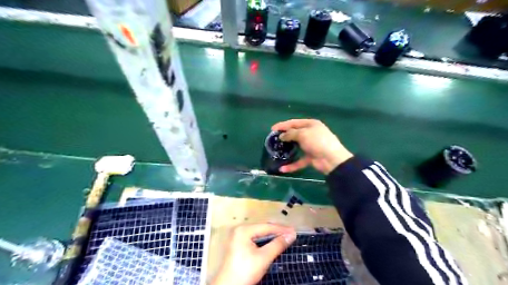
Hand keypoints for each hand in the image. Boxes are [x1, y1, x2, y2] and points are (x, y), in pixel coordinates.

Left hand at [211, 224, 297, 283]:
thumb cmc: (245, 271)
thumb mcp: (263, 257)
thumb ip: (278, 244)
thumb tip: (291, 234)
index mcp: (244, 230)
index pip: (266, 226)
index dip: (281, 229)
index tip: (294, 231)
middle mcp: (240, 230)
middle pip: (262, 228)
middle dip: (277, 231)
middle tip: (291, 234)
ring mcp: (238, 237)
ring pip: (259, 233)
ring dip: (272, 236)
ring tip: (284, 237)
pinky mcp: (238, 244)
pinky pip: (255, 238)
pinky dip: (265, 240)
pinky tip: (272, 242)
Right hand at [270, 118, 354, 173]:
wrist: (332, 159)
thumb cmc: (317, 141)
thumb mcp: (303, 134)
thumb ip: (290, 134)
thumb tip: (281, 136)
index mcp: (311, 124)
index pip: (294, 122)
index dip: (283, 125)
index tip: (272, 129)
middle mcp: (311, 133)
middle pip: (295, 133)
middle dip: (284, 136)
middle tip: (273, 139)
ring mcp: (311, 146)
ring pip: (296, 147)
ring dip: (287, 149)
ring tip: (276, 150)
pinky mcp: (311, 157)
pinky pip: (299, 160)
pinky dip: (292, 165)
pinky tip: (282, 168)